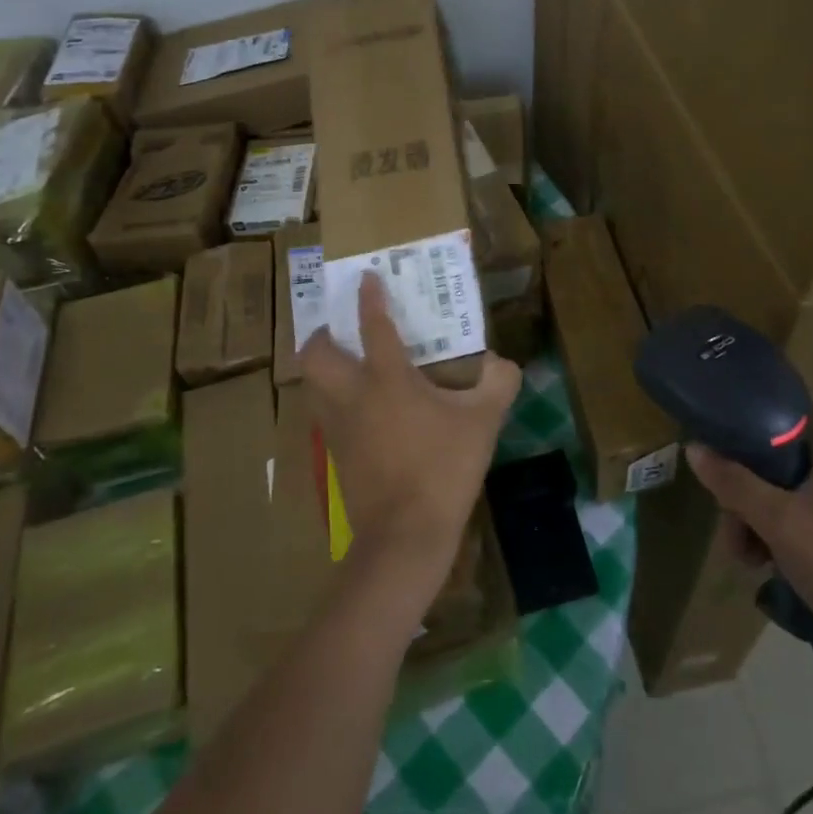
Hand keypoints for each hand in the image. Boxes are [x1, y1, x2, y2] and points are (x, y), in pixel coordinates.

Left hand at [301, 271, 520, 609]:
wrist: (405, 536)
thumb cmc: (443, 468)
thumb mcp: (483, 422)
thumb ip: (497, 384)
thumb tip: (500, 363)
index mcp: (387, 379)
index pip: (373, 326)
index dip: (369, 298)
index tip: (365, 277)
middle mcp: (354, 395)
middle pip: (316, 355)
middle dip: (321, 335)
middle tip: (339, 330)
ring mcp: (339, 428)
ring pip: (311, 386)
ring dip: (321, 369)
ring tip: (343, 365)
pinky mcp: (335, 457)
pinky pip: (324, 416)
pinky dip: (332, 402)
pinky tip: (358, 411)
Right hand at [686, 432, 812, 670]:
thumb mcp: (775, 519)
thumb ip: (732, 482)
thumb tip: (693, 448)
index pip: (783, 425)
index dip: (746, 444)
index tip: (724, 473)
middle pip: (781, 465)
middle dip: (749, 500)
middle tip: (734, 534)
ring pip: (792, 495)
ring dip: (762, 523)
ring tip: (748, 559)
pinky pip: (811, 516)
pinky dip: (787, 535)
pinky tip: (770, 565)